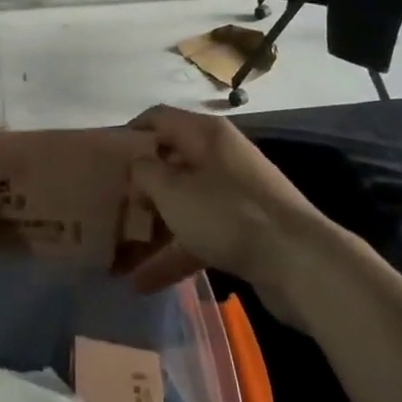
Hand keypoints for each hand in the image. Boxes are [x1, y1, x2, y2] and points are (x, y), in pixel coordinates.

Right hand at [124, 105, 338, 327]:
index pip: (159, 118)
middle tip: (109, 206)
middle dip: (140, 185)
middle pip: (171, 162)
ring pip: (184, 203)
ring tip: (119, 253)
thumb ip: (146, 172)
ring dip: (154, 227)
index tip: (102, 158)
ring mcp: (234, 194)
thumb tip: (138, 165)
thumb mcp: (174, 190)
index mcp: (205, 135)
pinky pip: (200, 234)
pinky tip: (145, 283)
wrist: (299, 261)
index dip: (129, 133)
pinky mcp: (244, 229)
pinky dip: (175, 253)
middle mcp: (220, 157)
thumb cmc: (227, 213)